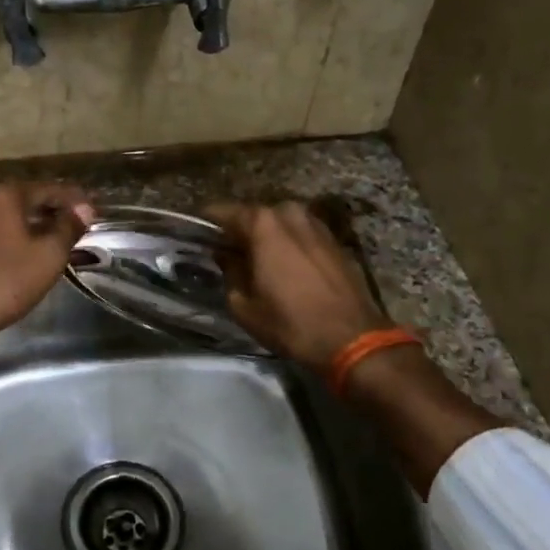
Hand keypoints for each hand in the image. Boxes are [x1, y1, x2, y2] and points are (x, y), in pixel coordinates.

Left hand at [0, 182, 94, 337]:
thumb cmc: (5, 280)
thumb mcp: (47, 256)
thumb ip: (68, 228)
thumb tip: (84, 208)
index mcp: (5, 195)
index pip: (50, 189)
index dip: (75, 201)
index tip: (94, 214)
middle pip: (26, 201)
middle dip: (53, 213)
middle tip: (76, 229)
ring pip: (7, 219)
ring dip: (31, 228)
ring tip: (52, 244)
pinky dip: (11, 240)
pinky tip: (21, 256)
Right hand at [204, 201, 389, 370]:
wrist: (352, 338)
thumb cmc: (290, 323)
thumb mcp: (244, 305)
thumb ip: (230, 272)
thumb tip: (225, 256)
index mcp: (262, 224)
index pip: (223, 211)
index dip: (207, 223)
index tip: (197, 233)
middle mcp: (289, 214)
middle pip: (254, 215)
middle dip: (239, 230)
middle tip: (227, 252)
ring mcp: (316, 224)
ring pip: (280, 223)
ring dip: (266, 236)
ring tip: (256, 260)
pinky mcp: (334, 240)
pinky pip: (301, 234)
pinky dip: (289, 244)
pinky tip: (284, 266)